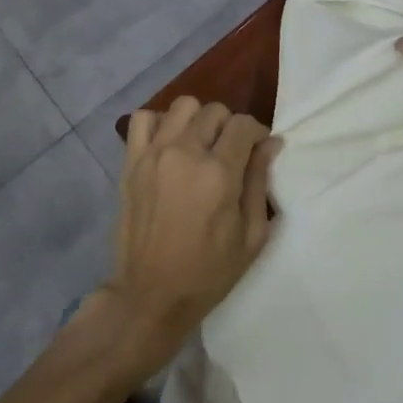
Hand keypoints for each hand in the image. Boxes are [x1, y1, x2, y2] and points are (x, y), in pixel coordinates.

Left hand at [94, 97, 278, 378]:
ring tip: (199, 146)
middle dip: (229, 127)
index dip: (256, 133)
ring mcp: (154, 154)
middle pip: (214, 111)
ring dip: (197, 120)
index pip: (243, 125)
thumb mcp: (250, 237)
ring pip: (182, 106)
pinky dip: (159, 123)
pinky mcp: (131, 161)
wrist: (150, 296)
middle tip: (229, 154)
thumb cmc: (208, 273)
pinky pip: (143, 118)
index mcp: (218, 173)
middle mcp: (185, 153)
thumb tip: (271, 143)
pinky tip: (169, 144)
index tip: (257, 150)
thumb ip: (259, 182)